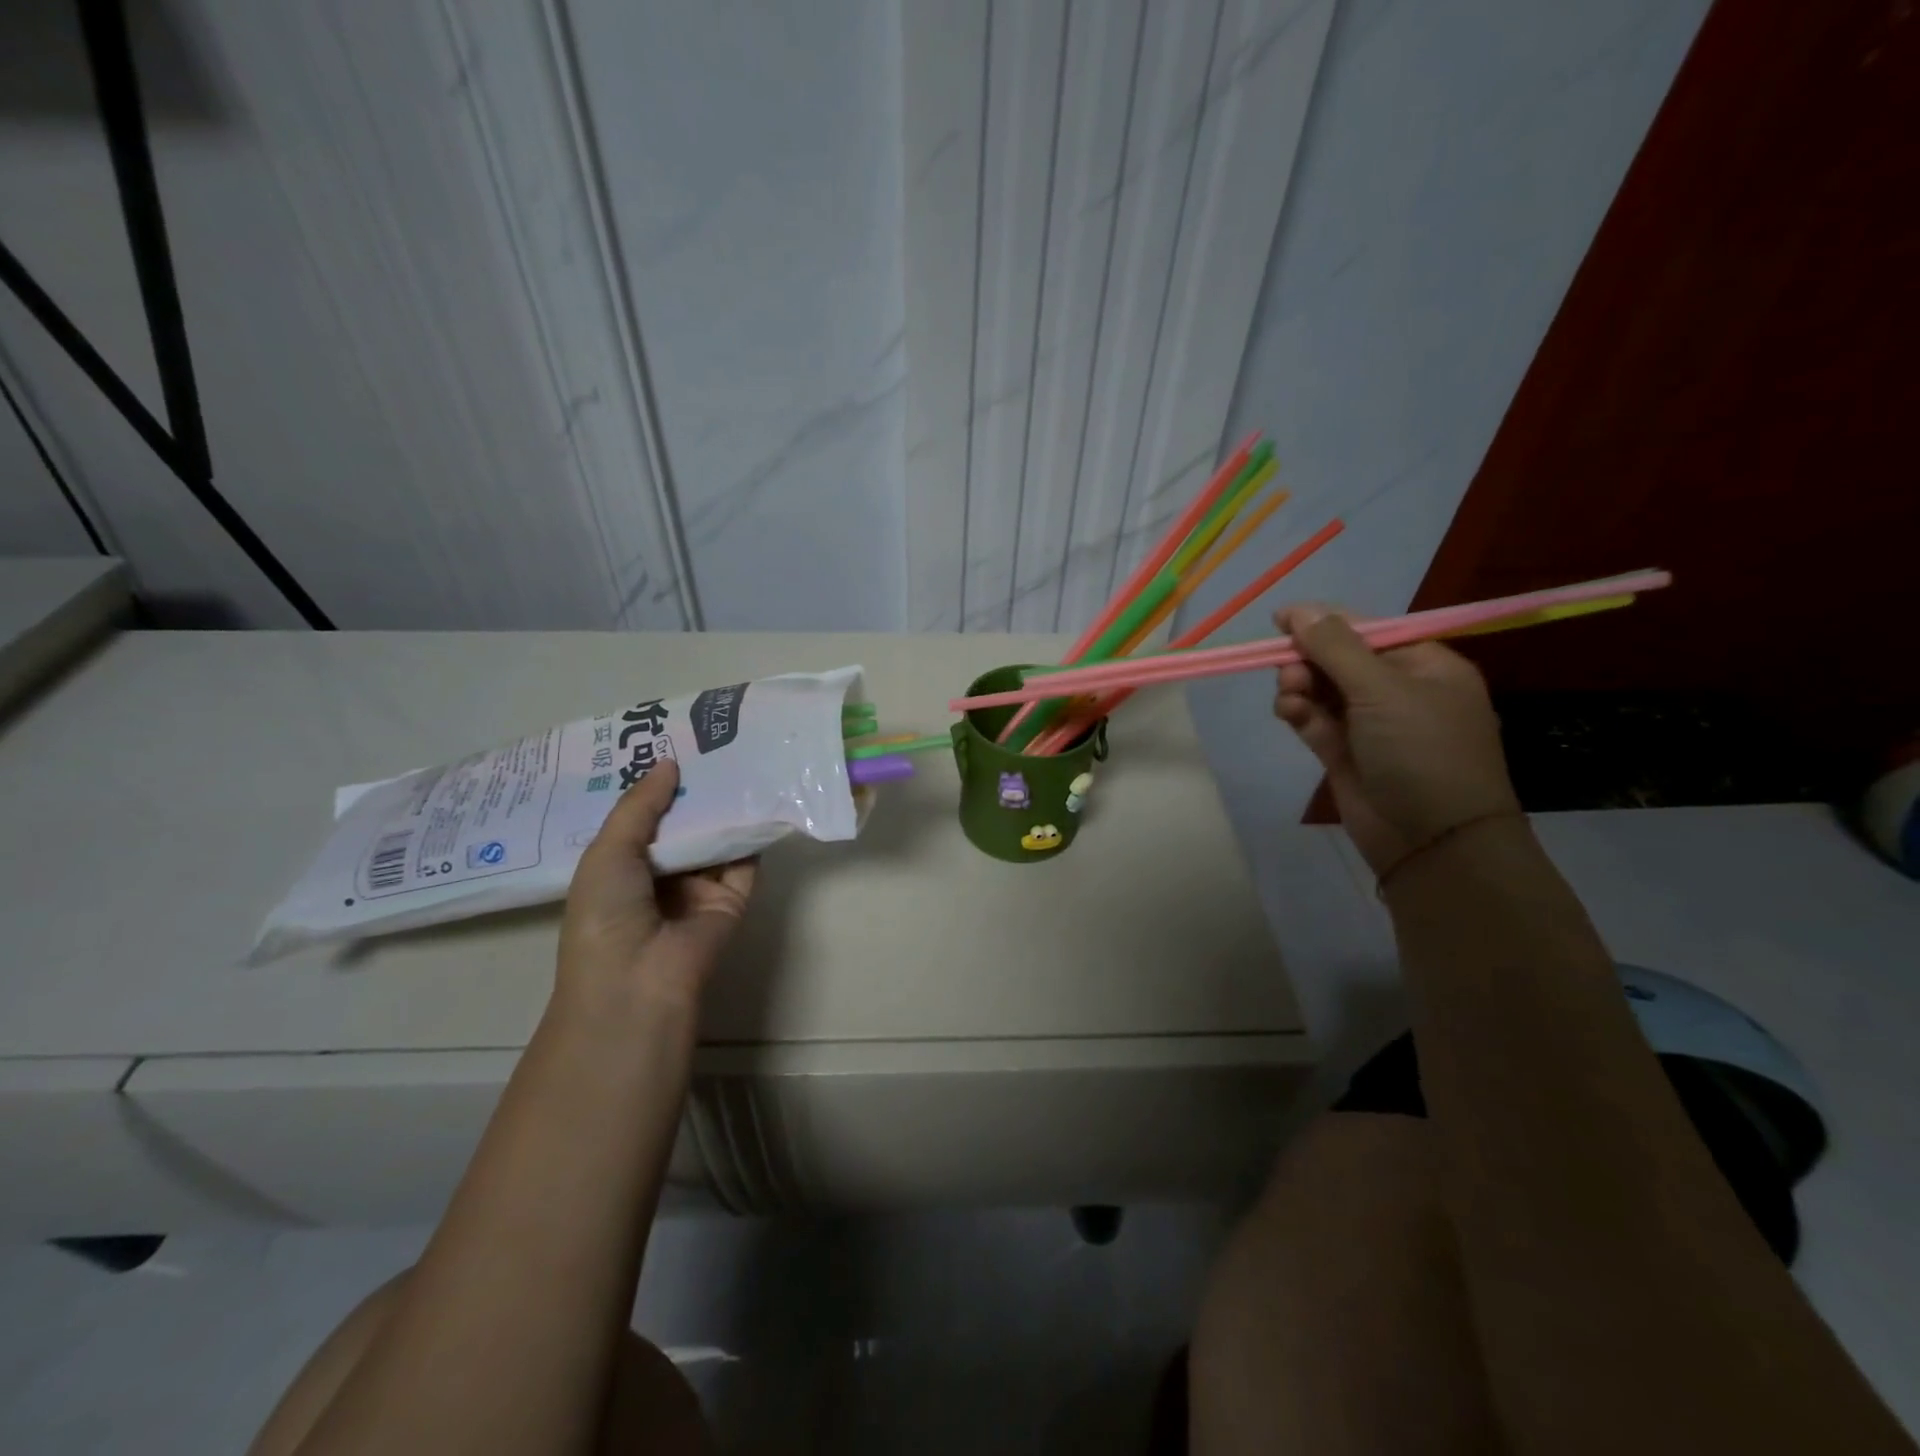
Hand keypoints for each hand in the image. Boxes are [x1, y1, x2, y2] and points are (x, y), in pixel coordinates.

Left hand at [556, 759, 755, 1015]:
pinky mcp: (732, 898)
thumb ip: (640, 805)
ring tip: (738, 757)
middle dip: (692, 789)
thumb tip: (669, 762)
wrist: (639, 981)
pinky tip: (761, 796)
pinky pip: (744, 860)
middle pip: (682, 824)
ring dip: (724, 806)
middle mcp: (660, 875)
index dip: (652, 784)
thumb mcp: (608, 851)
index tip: (669, 743)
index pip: (641, 818)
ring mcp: (698, 888)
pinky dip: (752, 833)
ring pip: (715, 838)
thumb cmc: (606, 914)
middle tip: (710, 741)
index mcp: (621, 867)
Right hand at [1273, 604, 1520, 876]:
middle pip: (1339, 659)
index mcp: (1425, 666)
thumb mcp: (1383, 690)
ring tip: (1290, 696)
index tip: (1280, 620)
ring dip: (1299, 686)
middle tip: (1290, 671)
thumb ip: (1336, 647)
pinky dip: (1299, 712)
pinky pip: (1314, 720)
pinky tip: (1289, 712)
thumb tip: (1298, 609)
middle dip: (1309, 660)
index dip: (1325, 622)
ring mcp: (1370, 725)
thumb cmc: (1421, 752)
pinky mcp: (1345, 753)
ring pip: (1321, 690)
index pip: (1368, 631)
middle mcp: (1398, 691)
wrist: (1432, 841)